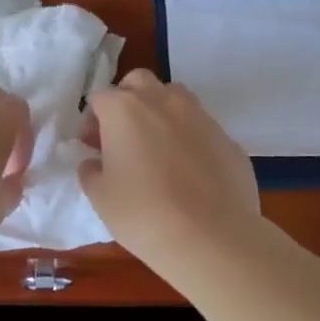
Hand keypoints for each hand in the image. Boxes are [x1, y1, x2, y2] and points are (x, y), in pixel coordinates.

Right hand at [78, 70, 260, 271]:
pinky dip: (189, 139)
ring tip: (157, 150)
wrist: (212, 238)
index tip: (92, 148)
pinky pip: (201, 128)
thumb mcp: (101, 198)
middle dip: (127, 101)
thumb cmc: (144, 214)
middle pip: (138, 82)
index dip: (92, 121)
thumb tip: (95, 163)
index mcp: (125, 110)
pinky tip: (189, 173)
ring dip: (160, 113)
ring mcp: (200, 116)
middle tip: (123, 137)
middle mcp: (163, 101)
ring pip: (174, 98)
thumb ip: (92, 172)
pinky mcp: (228, 138)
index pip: (99, 98)